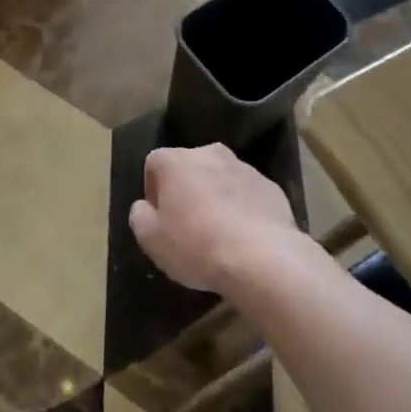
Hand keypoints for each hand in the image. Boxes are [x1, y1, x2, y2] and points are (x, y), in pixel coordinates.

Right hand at [128, 143, 302, 294]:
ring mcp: (244, 167)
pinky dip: (242, 208)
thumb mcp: (151, 240)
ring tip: (219, 234)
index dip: (153, 191)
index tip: (160, 219)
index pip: (154, 164)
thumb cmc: (196, 245)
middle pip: (189, 168)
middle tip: (188, 226)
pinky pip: (246, 194)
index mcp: (176, 160)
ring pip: (220, 179)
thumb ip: (140, 216)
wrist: (262, 258)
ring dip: (215, 198)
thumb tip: (144, 206)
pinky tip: (244, 238)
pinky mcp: (270, 186)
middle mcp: (209, 153)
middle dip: (186, 191)